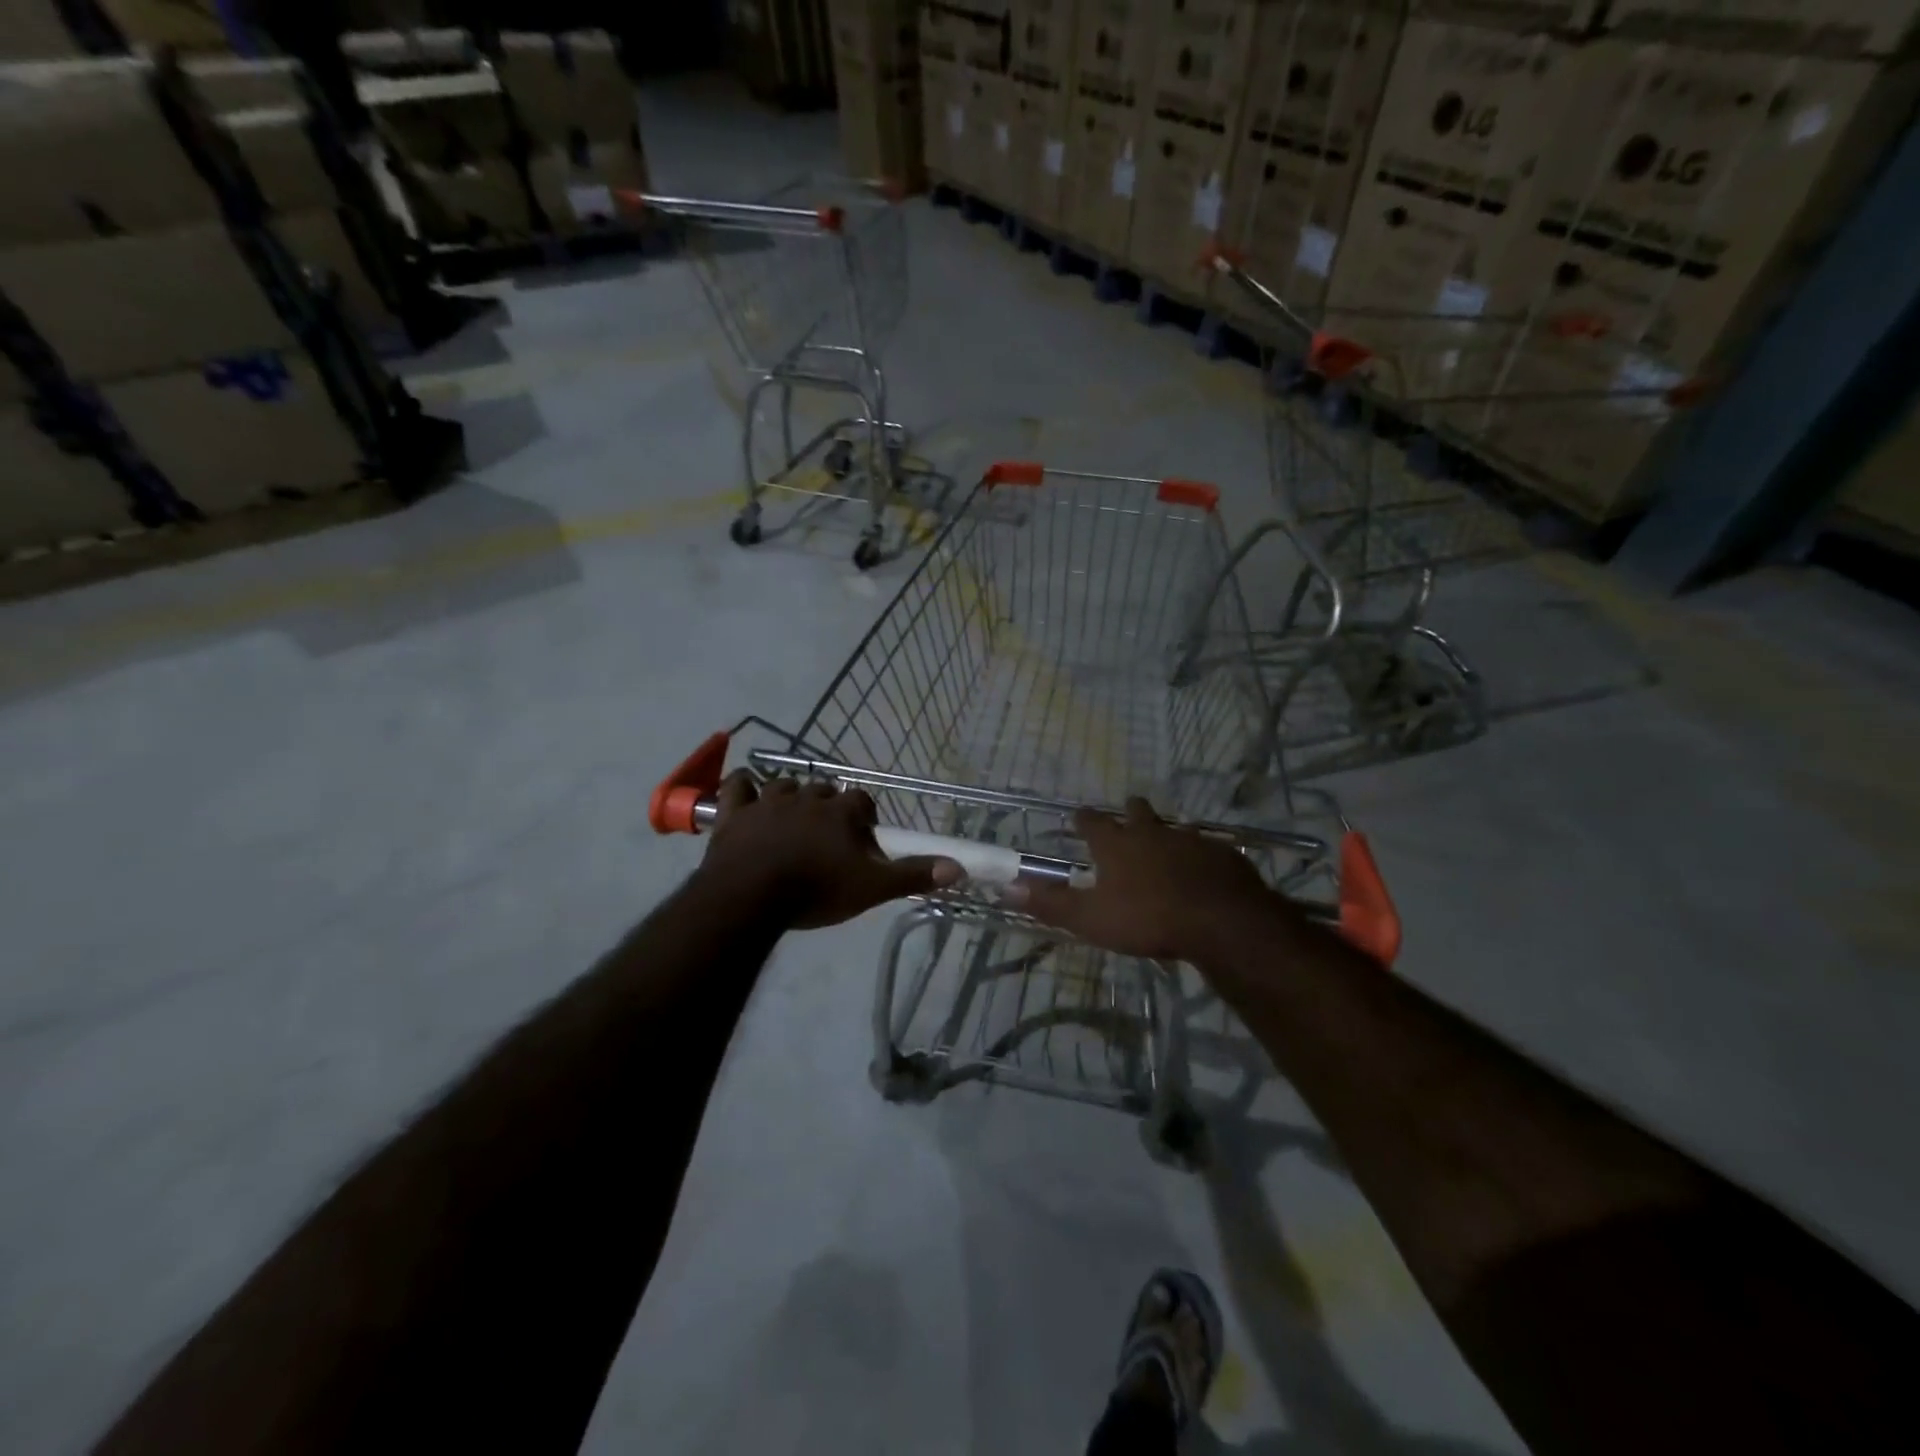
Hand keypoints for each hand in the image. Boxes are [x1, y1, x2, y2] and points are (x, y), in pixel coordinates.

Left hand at [697, 773, 961, 928]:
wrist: (751, 898)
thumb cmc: (816, 891)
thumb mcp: (871, 888)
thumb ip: (912, 875)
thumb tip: (958, 868)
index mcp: (840, 812)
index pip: (862, 800)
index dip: (864, 816)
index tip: (862, 837)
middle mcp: (807, 797)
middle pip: (824, 791)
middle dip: (828, 807)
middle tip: (827, 836)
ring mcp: (768, 801)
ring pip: (784, 784)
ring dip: (790, 796)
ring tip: (791, 820)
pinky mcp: (735, 812)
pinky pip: (738, 785)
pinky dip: (744, 787)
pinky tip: (748, 795)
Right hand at [1006, 798, 1280, 960]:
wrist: (1221, 920)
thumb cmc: (1148, 918)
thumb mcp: (1090, 918)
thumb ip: (1050, 903)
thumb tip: (1008, 887)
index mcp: (1117, 845)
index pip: (1092, 823)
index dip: (1083, 820)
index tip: (1078, 816)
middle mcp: (1152, 833)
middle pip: (1137, 812)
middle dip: (1130, 810)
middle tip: (1128, 810)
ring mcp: (1191, 840)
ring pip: (1174, 828)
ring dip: (1166, 832)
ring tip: (1165, 841)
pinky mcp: (1223, 855)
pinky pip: (1208, 848)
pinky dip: (1200, 855)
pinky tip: (1204, 868)